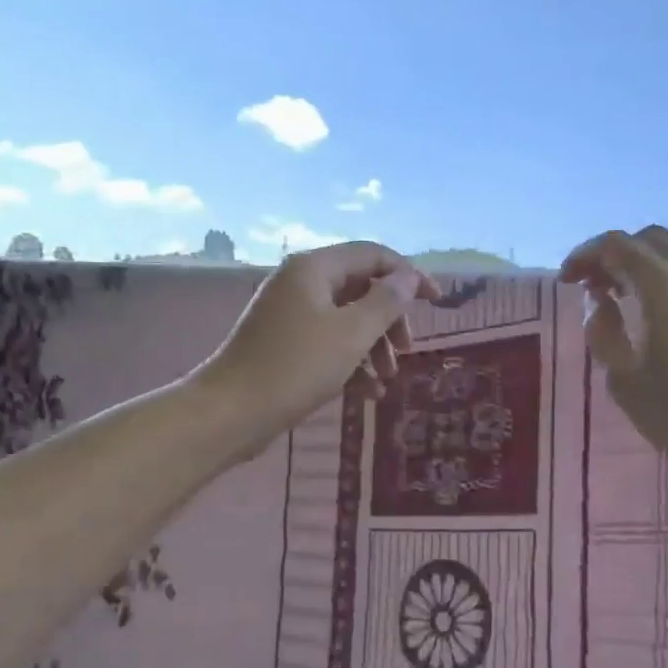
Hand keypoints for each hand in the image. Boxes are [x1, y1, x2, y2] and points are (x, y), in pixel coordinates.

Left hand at [196, 242, 437, 457]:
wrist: (231, 412)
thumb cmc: (296, 367)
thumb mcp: (352, 333)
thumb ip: (386, 302)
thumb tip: (409, 277)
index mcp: (315, 268)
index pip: (373, 255)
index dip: (409, 275)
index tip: (437, 303)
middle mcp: (300, 282)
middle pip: (361, 287)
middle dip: (389, 319)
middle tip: (406, 350)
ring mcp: (289, 313)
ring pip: (346, 319)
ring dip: (373, 346)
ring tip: (387, 379)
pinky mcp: (283, 344)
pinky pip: (327, 342)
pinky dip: (350, 361)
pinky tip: (367, 393)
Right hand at [561, 227, 667, 505]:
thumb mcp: (627, 384)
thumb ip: (604, 336)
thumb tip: (601, 304)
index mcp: (665, 285)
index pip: (616, 246)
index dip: (585, 254)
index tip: (568, 280)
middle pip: (654, 238)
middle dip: (620, 254)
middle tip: (600, 287)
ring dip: (658, 259)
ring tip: (642, 292)